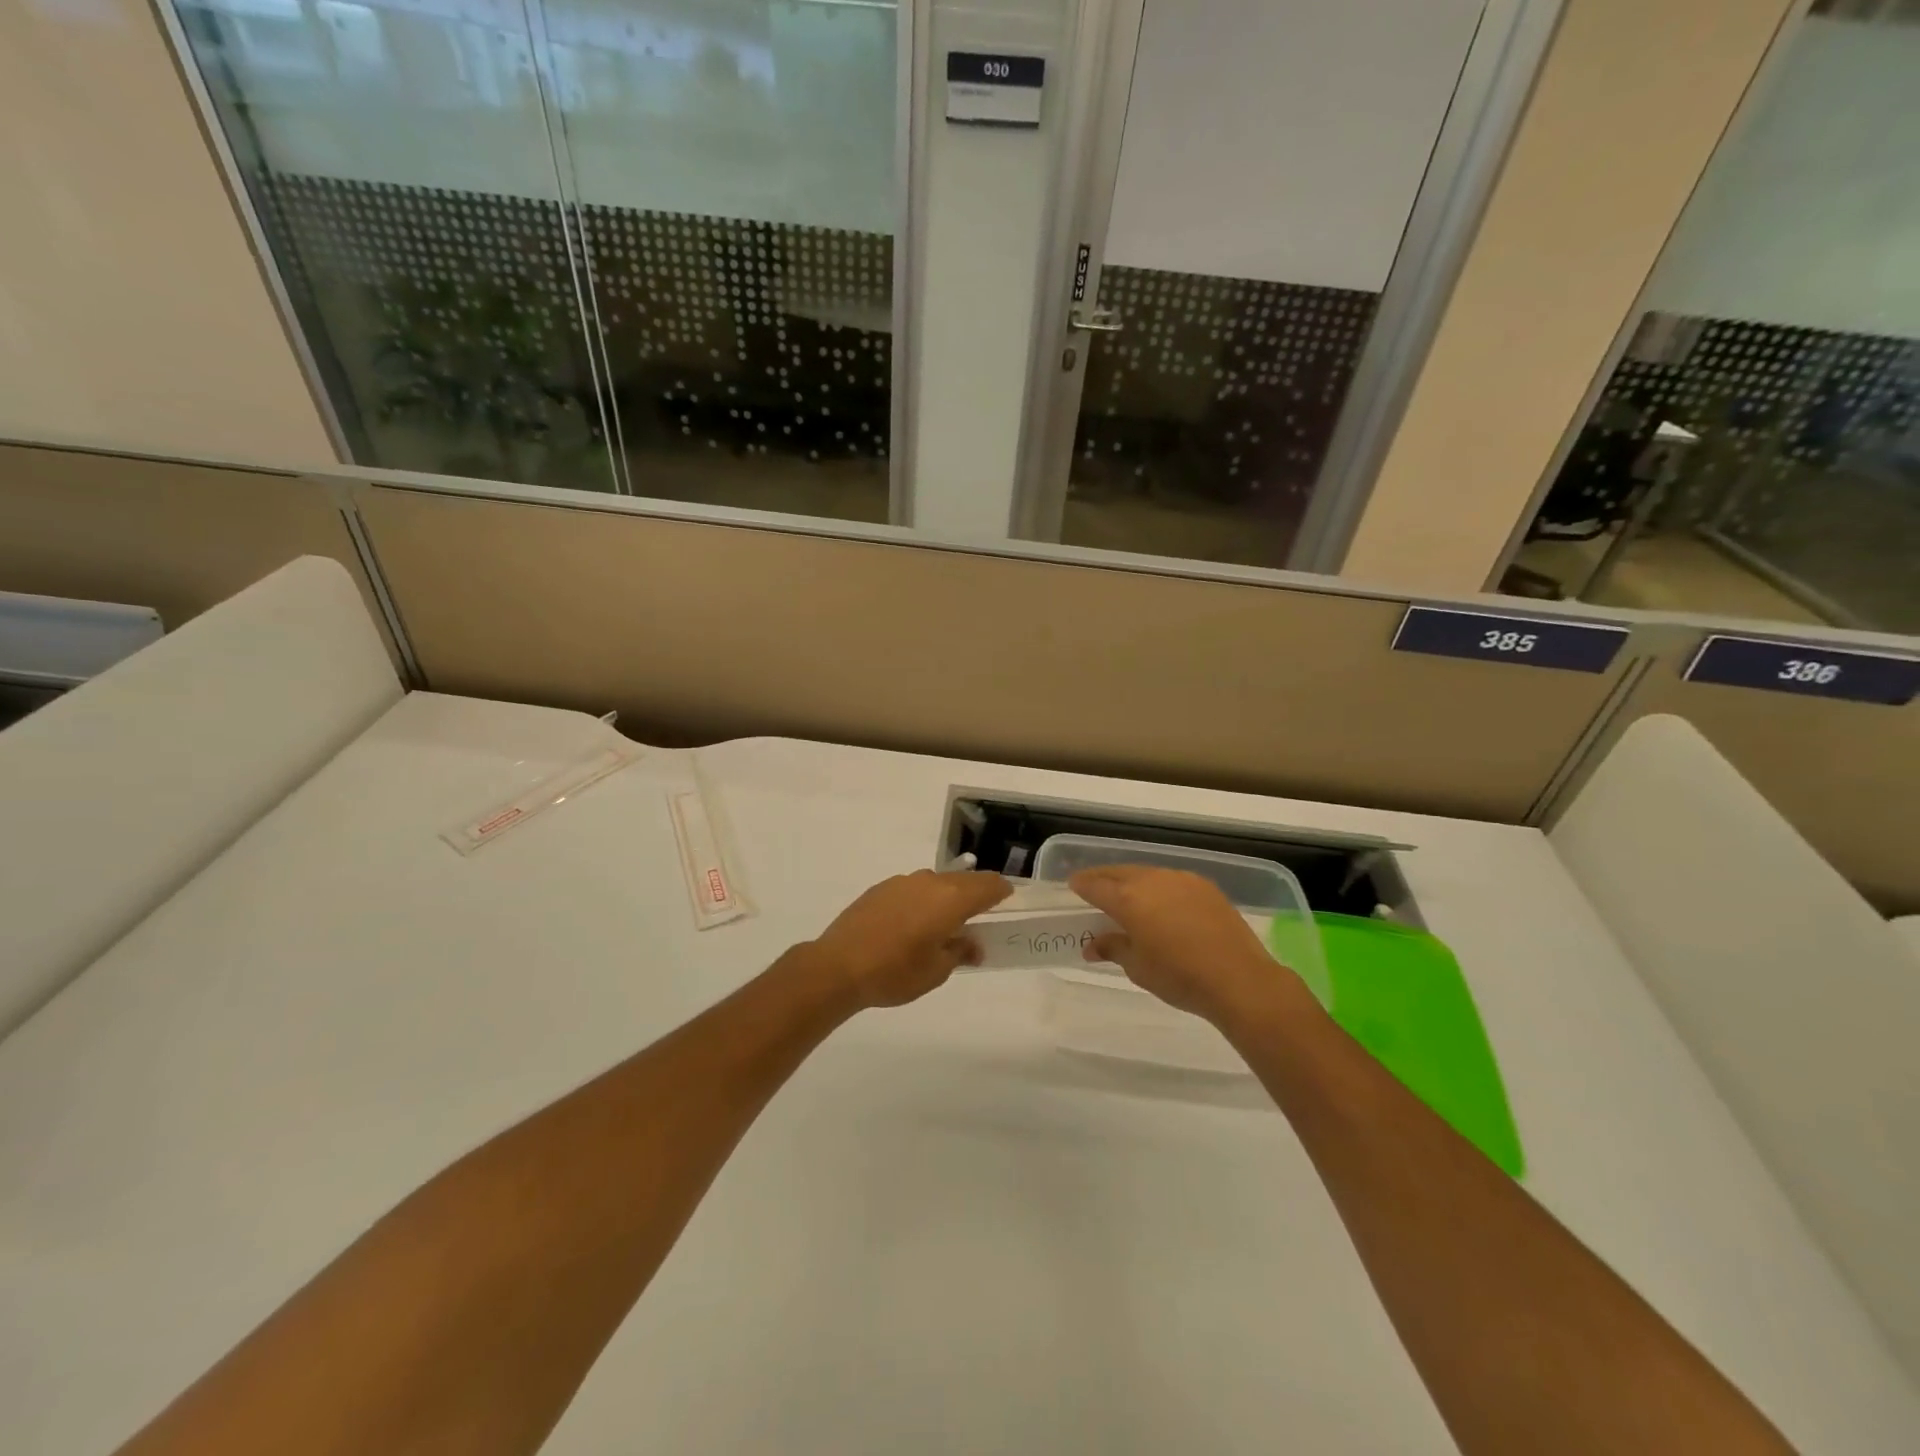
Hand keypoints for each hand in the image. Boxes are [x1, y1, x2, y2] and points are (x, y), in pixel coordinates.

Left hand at [804, 870, 1011, 1010]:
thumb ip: (960, 952)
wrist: (838, 966)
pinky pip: (912, 888)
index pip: (988, 885)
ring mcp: (902, 881)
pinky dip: (922, 900)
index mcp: (951, 898)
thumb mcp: (937, 971)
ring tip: (944, 924)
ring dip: (946, 897)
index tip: (1008, 902)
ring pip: (936, 883)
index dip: (1002, 892)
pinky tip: (912, 924)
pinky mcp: (880, 888)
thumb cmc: (896, 972)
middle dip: (976, 895)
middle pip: (964, 880)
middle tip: (980, 918)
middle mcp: (929, 881)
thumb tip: (972, 945)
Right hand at [1070, 865, 1307, 1027]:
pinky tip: (1162, 902)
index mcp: (1128, 900)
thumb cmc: (1179, 977)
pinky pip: (1172, 880)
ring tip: (1127, 894)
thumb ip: (1113, 948)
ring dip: (1132, 881)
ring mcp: (1181, 880)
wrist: (1239, 979)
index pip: (1096, 886)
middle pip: (1120, 873)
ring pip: (1147, 873)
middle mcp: (1152, 881)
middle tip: (1093, 887)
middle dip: (1104, 878)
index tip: (1073, 886)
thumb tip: (1092, 945)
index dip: (1082, 885)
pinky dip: (1159, 887)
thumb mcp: (1138, 968)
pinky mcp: (1205, 887)